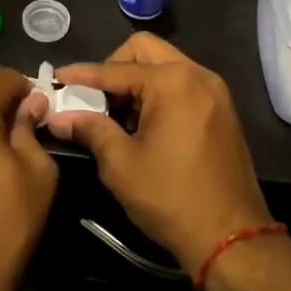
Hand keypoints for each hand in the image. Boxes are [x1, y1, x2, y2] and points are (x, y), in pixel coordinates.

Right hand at [45, 33, 269, 276]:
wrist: (233, 240)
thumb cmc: (171, 198)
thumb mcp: (121, 164)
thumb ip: (90, 129)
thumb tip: (58, 117)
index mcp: (173, 81)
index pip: (116, 69)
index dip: (83, 74)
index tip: (57, 77)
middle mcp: (197, 75)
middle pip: (144, 50)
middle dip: (113, 68)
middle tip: (93, 97)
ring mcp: (214, 92)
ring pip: (164, 65)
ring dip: (136, 81)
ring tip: (115, 116)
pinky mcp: (221, 111)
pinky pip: (181, 84)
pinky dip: (157, 93)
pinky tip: (142, 125)